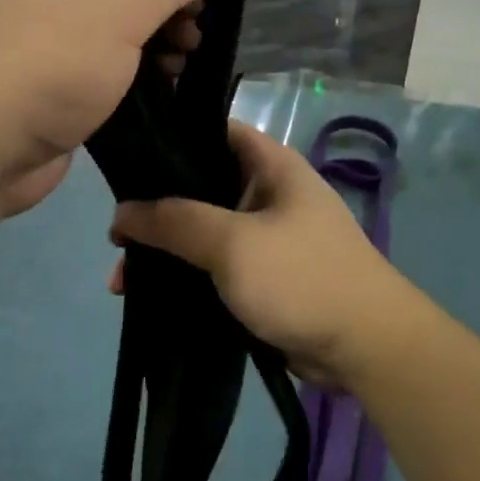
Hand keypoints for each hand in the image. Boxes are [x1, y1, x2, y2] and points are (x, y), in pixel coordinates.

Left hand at [0, 0, 212, 216]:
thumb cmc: (48, 67)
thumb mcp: (117, 14)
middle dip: (164, 7)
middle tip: (196, 31)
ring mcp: (45, 46)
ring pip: (113, 34)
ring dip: (153, 44)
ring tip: (184, 62)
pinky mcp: (52, 91)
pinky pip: (102, 73)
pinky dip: (133, 78)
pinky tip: (164, 88)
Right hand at [111, 121, 413, 387]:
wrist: (364, 348)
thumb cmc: (302, 278)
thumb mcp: (233, 243)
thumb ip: (175, 221)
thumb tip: (122, 211)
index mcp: (271, 166)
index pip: (212, 132)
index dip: (169, 139)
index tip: (125, 161)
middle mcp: (267, 194)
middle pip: (198, 187)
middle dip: (155, 210)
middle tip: (115, 236)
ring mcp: (265, 237)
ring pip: (201, 232)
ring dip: (164, 251)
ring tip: (122, 278)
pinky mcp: (261, 276)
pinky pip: (212, 266)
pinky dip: (183, 276)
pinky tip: (149, 294)